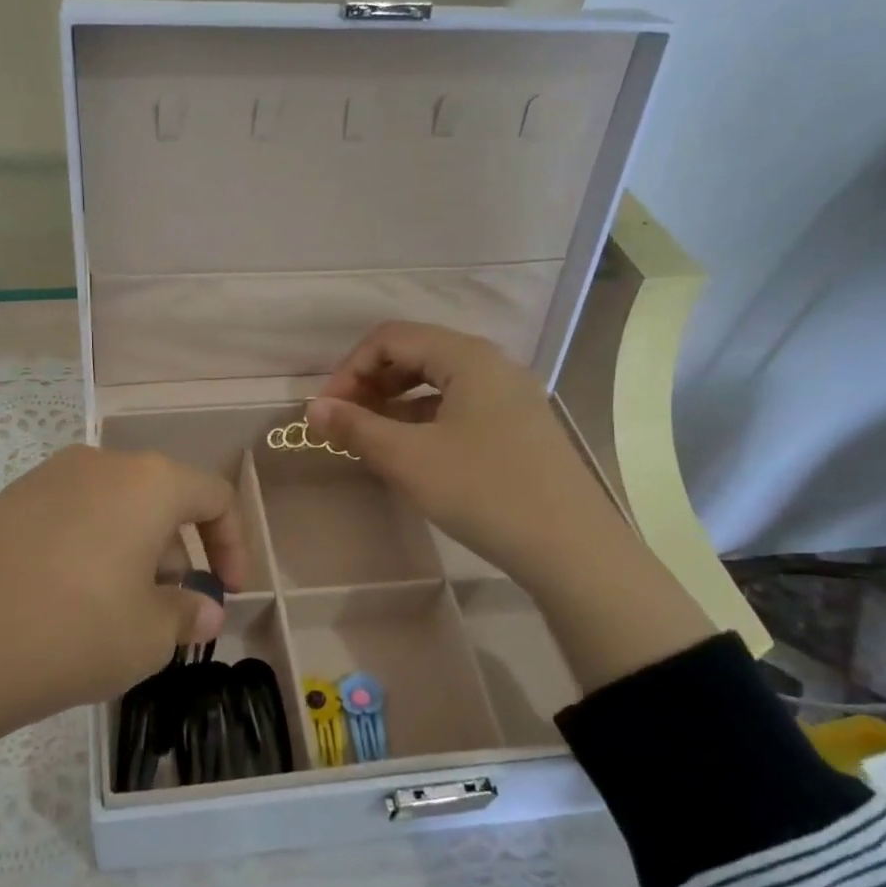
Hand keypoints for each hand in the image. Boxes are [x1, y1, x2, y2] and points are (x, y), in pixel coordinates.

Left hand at [0, 443, 247, 714]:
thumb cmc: (74, 628)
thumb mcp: (149, 635)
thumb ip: (188, 615)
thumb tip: (204, 609)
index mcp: (149, 482)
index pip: (214, 496)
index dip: (233, 545)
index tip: (228, 593)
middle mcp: (101, 464)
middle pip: (161, 500)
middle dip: (178, 555)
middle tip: (169, 612)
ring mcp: (46, 478)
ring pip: (113, 510)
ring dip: (133, 555)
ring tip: (116, 615)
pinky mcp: (5, 502)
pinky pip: (69, 520)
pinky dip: (88, 553)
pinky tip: (66, 606)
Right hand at [304, 321, 606, 591]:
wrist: (573, 548)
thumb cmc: (484, 491)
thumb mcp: (410, 459)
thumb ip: (357, 427)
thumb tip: (313, 409)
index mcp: (466, 356)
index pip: (390, 338)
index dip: (349, 369)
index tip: (327, 411)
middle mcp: (491, 364)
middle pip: (415, 353)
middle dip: (371, 383)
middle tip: (345, 423)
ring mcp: (509, 395)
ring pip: (437, 381)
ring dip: (395, 402)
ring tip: (371, 438)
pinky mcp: (518, 425)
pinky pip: (459, 406)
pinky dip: (424, 419)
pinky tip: (411, 452)